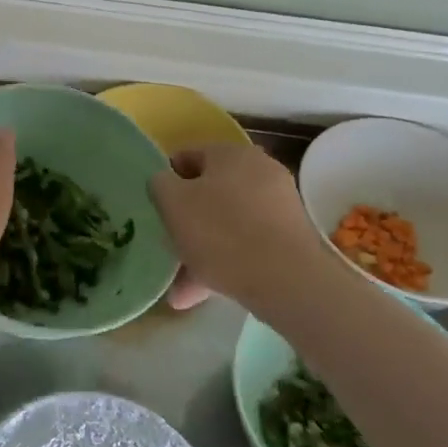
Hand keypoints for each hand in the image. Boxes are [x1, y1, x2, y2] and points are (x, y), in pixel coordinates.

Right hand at [148, 143, 340, 321]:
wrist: (287, 280)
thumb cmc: (220, 232)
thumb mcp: (172, 203)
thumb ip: (160, 184)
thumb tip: (166, 182)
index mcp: (230, 153)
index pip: (188, 156)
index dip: (168, 181)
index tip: (157, 208)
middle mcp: (259, 170)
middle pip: (210, 193)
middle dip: (187, 222)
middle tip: (169, 247)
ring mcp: (279, 205)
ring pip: (227, 224)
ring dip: (203, 250)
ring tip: (181, 288)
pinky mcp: (291, 237)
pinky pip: (248, 244)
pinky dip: (226, 263)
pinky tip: (204, 293)